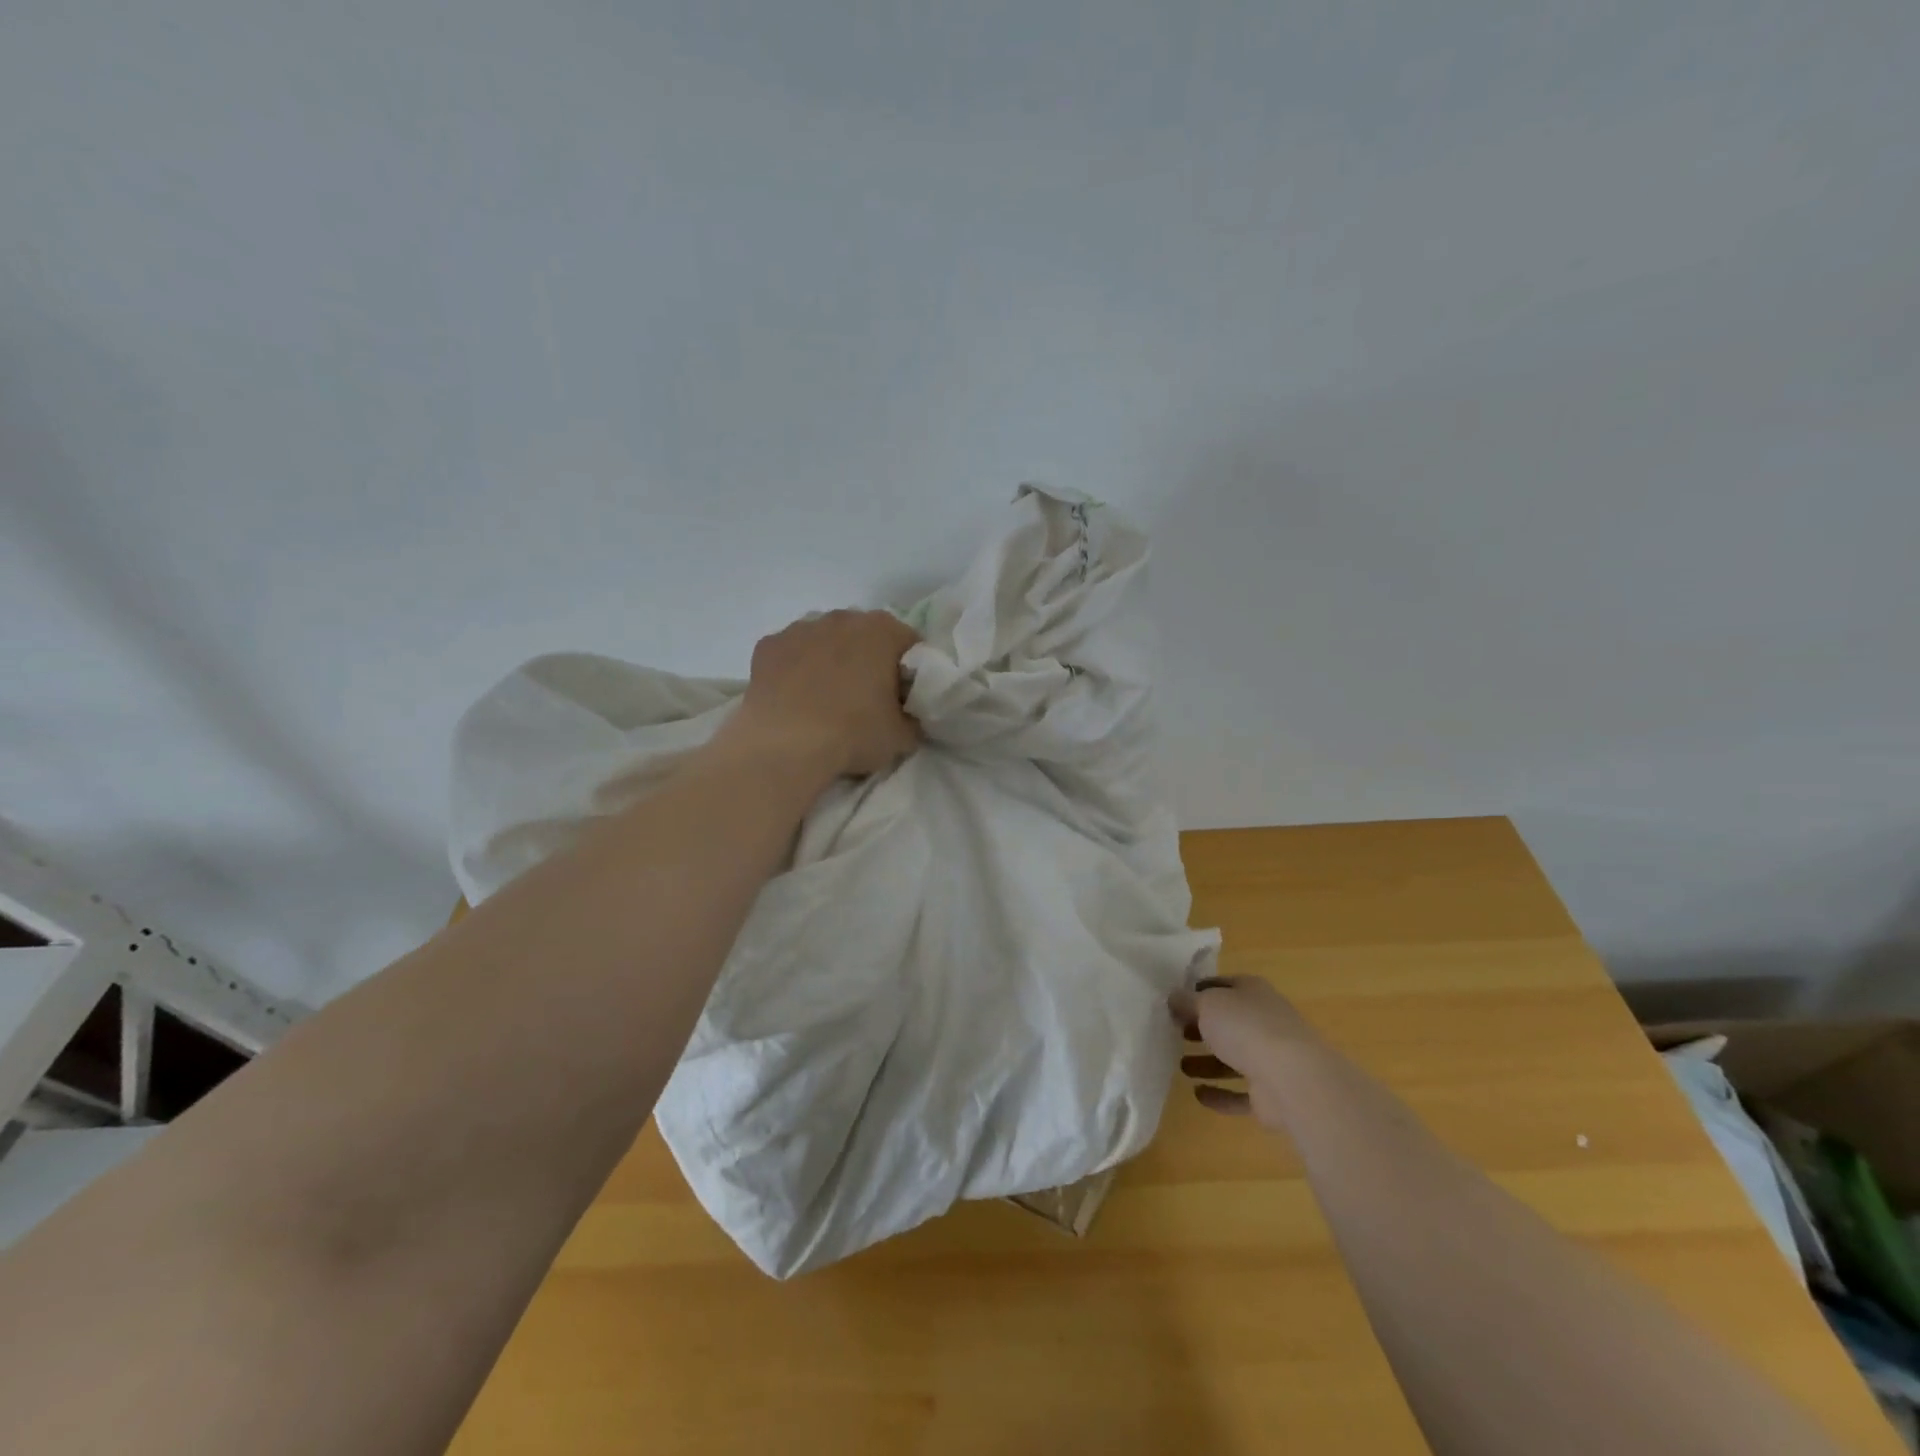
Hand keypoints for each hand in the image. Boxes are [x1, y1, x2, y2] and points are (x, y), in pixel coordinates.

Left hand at [728, 610, 921, 778]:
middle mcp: (842, 618)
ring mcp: (801, 628)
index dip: (909, 672)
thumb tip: (906, 717)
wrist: (785, 746)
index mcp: (883, 630)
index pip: (909, 644)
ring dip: (830, 661)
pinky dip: (796, 670)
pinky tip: (795, 699)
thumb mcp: (902, 737)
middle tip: (867, 700)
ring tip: (826, 702)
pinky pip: (791, 654)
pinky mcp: (768, 645)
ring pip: (825, 640)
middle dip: (868, 661)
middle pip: (865, 636)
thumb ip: (912, 718)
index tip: (902, 699)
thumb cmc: (854, 734)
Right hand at [1169, 976, 1313, 1131]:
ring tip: (1181, 1066)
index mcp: (1253, 992)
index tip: (1174, 1001)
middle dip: (1202, 1028)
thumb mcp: (1207, 1004)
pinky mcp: (1271, 1095)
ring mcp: (1271, 1059)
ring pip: (1234, 1059)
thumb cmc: (1246, 1027)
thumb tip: (1173, 998)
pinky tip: (1198, 1095)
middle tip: (1175, 1032)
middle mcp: (1264, 1022)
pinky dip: (1220, 1094)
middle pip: (1228, 1022)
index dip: (1198, 991)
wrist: (1293, 1079)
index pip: (1222, 986)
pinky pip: (1240, 1093)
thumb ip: (1186, 1001)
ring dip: (1208, 1062)